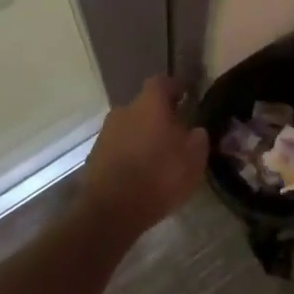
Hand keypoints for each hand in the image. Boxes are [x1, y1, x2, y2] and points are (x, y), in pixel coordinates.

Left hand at [83, 76, 207, 231]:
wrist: (110, 211)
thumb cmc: (158, 177)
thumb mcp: (193, 160)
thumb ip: (198, 139)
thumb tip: (195, 130)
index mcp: (149, 104)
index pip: (162, 82)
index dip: (174, 87)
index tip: (186, 96)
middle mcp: (124, 111)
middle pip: (144, 106)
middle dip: (159, 116)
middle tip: (175, 134)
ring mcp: (106, 133)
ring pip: (130, 127)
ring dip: (143, 136)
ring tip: (158, 157)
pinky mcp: (95, 155)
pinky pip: (119, 147)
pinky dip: (130, 154)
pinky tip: (140, 173)